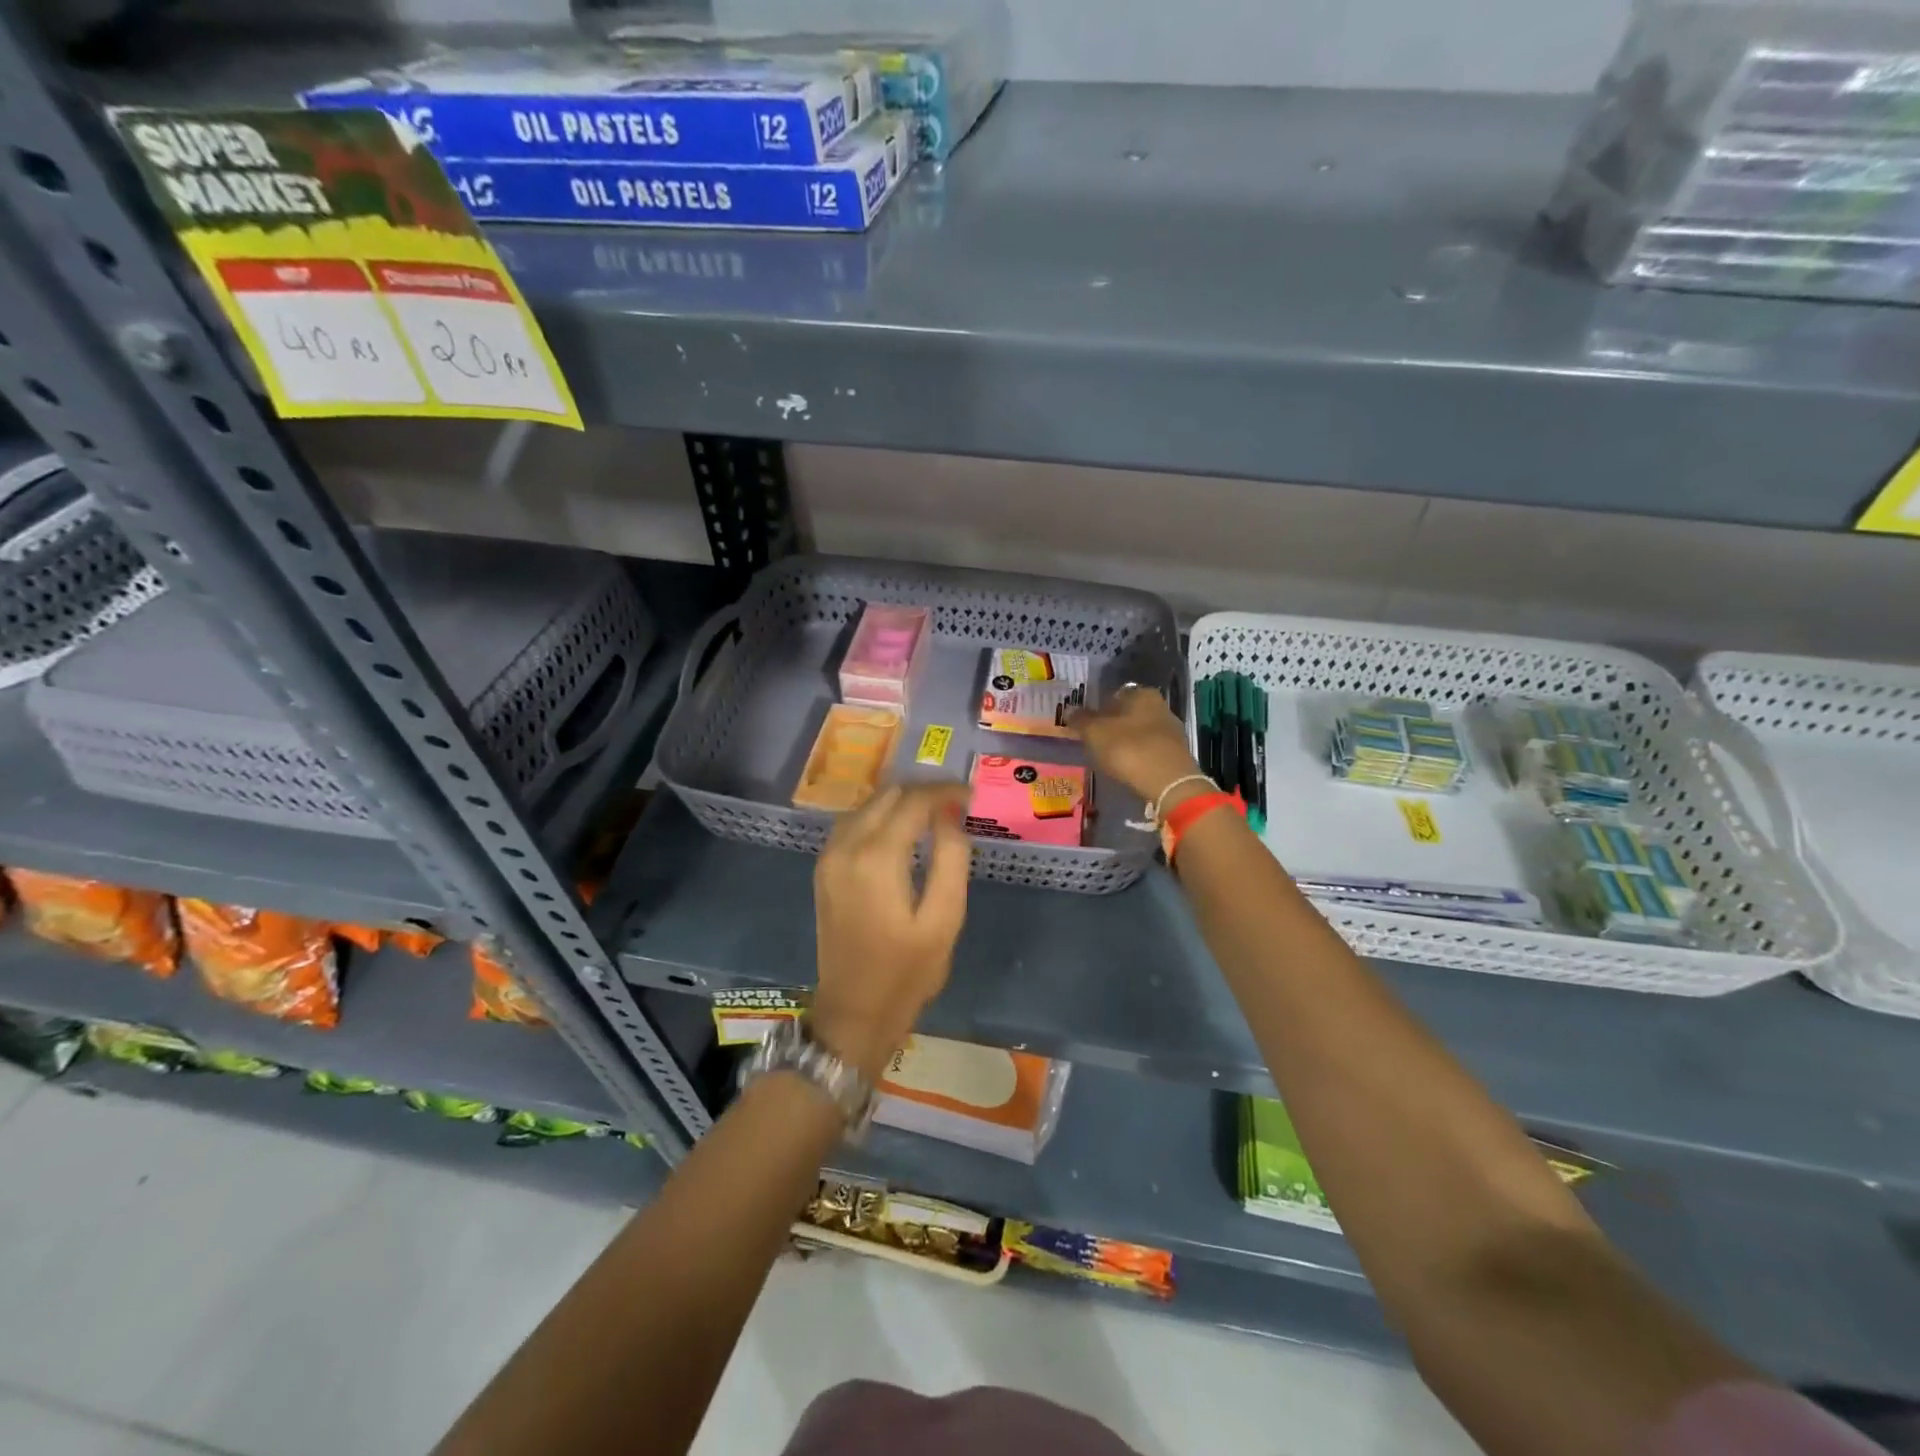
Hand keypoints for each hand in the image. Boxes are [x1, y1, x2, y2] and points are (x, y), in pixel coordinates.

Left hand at [811, 782, 971, 1080]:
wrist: (853, 1012)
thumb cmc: (906, 972)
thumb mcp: (945, 919)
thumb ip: (951, 859)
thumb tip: (950, 816)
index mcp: (877, 857)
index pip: (913, 801)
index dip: (944, 792)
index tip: (971, 796)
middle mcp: (846, 846)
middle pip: (887, 796)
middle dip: (923, 793)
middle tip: (956, 804)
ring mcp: (829, 857)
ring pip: (868, 805)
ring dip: (900, 802)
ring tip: (935, 814)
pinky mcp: (824, 869)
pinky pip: (853, 824)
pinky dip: (880, 817)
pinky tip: (901, 830)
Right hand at [1070, 687, 1208, 809]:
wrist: (1168, 783)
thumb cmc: (1128, 748)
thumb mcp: (1095, 733)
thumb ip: (1081, 720)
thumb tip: (1070, 710)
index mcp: (1142, 694)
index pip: (1115, 694)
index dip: (1099, 707)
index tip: (1087, 723)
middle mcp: (1161, 707)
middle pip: (1129, 713)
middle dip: (1113, 725)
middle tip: (1095, 740)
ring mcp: (1172, 731)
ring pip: (1141, 732)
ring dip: (1126, 742)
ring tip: (1109, 757)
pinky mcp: (1177, 754)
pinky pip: (1150, 750)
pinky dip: (1138, 756)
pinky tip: (1128, 768)